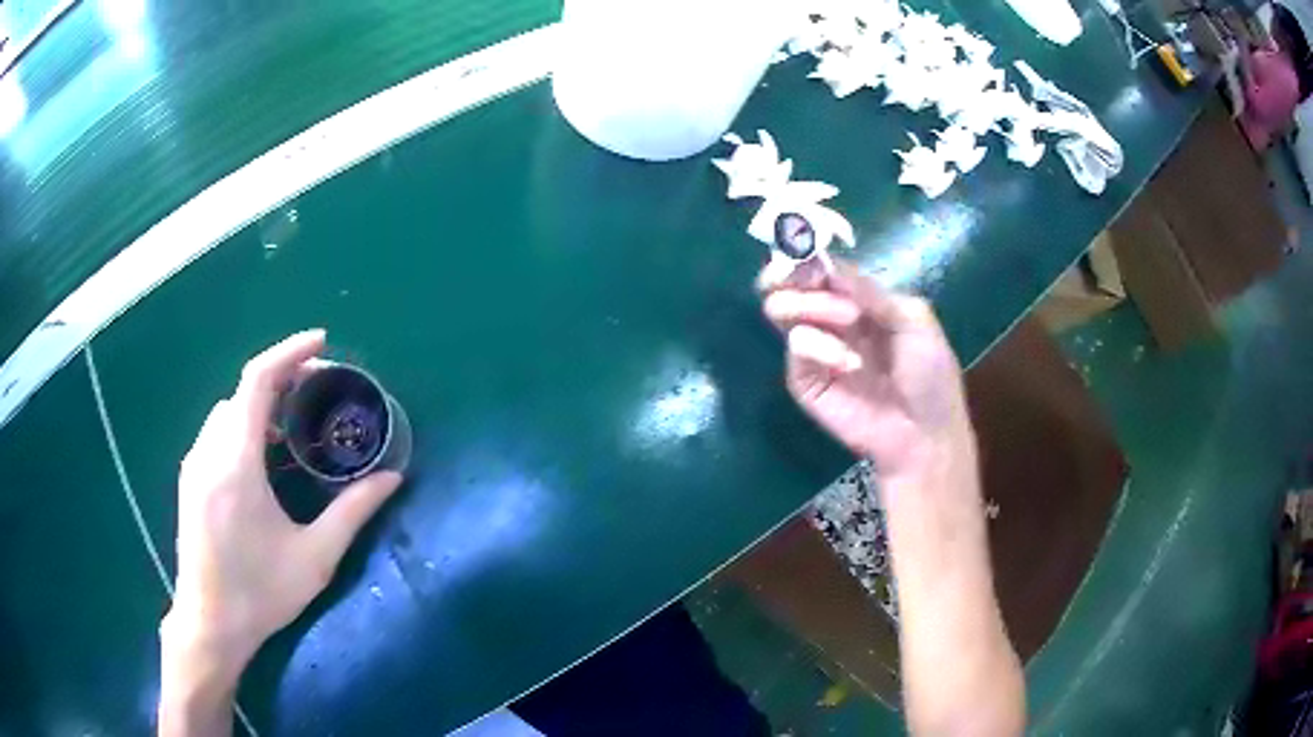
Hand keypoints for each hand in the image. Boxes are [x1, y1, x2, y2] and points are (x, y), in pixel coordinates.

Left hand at [164, 330, 402, 676]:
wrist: (211, 622)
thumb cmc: (261, 592)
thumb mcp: (315, 557)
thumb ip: (353, 511)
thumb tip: (393, 477)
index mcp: (236, 462)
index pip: (256, 381)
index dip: (289, 353)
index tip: (322, 342)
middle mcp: (208, 452)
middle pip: (241, 393)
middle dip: (279, 379)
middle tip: (316, 391)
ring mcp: (194, 466)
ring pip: (226, 412)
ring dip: (258, 404)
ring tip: (291, 425)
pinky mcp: (189, 481)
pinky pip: (215, 434)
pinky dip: (241, 425)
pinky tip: (261, 458)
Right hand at [760, 260, 970, 480]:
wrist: (925, 433)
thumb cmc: (930, 375)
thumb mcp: (914, 320)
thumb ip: (871, 292)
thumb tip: (829, 265)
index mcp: (859, 300)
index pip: (821, 268)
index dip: (808, 254)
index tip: (803, 247)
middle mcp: (831, 319)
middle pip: (790, 283)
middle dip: (792, 273)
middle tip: (805, 275)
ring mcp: (815, 349)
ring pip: (782, 310)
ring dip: (811, 304)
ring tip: (848, 319)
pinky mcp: (804, 380)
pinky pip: (796, 347)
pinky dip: (820, 346)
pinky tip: (849, 363)